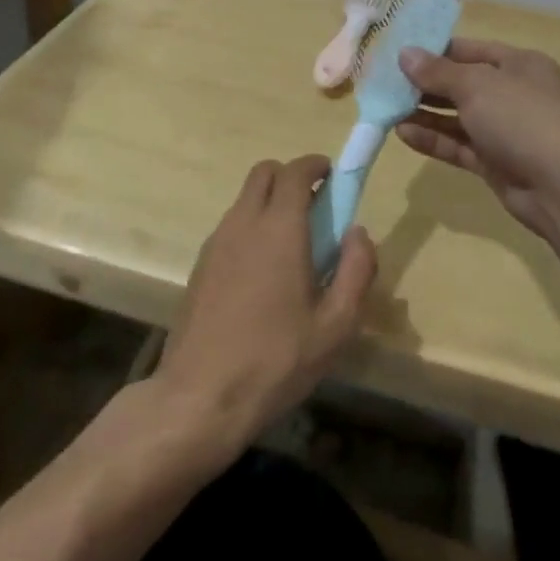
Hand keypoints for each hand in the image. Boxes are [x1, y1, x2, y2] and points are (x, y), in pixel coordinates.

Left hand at [155, 155, 376, 451]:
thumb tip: (358, 232)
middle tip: (316, 208)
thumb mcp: (335, 326)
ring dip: (270, 203)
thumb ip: (357, 271)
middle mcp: (243, 223)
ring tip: (294, 247)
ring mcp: (216, 242)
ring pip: (245, 199)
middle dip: (291, 177)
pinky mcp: (201, 264)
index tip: (333, 176)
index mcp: (279, 229)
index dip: (315, 165)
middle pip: (264, 173)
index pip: (295, 172)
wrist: (201, 395)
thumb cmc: (276, 360)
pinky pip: (231, 226)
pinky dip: (252, 227)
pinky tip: (264, 273)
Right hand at [397, 39, 559, 241]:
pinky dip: (433, 139)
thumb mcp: (477, 86)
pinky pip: (458, 145)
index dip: (434, 50)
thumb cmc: (523, 119)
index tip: (397, 53)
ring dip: (424, 113)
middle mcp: (513, 94)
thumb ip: (437, 72)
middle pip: (461, 83)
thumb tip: (405, 54)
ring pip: (457, 117)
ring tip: (386, 109)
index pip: (469, 49)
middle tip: (384, 83)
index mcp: (519, 64)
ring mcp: (505, 130)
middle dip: (424, 84)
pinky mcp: (496, 162)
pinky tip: (403, 134)